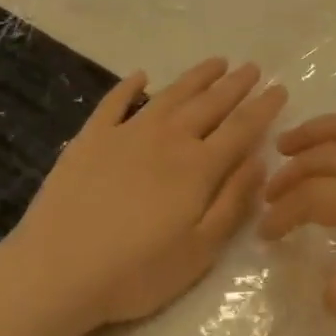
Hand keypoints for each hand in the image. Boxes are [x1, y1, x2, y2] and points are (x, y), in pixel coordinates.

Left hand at [0, 58, 286, 335]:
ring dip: (196, 77)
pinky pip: (114, 102)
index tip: (279, 89)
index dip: (263, 107)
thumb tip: (259, 161)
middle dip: (235, 85)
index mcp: (198, 167)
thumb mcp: (200, 250)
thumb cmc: (136, 272)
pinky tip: (141, 76)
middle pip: (209, 104)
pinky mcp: (90, 139)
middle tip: (252, 68)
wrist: (56, 273)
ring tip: (216, 62)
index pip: (241, 128)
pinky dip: (130, 86)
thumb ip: (233, 201)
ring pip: (170, 95)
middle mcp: (167, 139)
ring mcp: (126, 134)